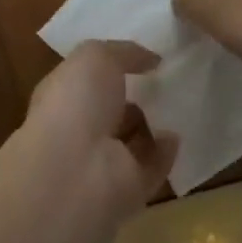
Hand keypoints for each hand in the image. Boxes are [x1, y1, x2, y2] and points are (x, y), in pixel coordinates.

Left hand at [18, 41, 177, 212]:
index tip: (143, 58)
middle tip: (165, 82)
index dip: (109, 69)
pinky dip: (164, 153)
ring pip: (130, 141)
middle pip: (108, 112)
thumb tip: (150, 59)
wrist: (77, 171)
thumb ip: (123, 52)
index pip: (85, 80)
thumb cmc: (76, 103)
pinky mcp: (128, 189)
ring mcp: (101, 162)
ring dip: (151, 126)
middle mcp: (78, 130)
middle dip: (132, 98)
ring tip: (179, 104)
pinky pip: (150, 168)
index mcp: (62, 96)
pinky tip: (177, 135)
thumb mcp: (95, 57)